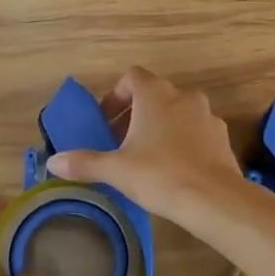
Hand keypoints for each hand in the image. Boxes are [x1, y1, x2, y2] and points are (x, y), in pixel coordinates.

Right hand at [45, 67, 247, 228]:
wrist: (214, 198)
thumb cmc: (159, 175)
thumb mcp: (116, 170)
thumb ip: (84, 162)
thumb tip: (53, 162)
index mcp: (155, 95)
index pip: (131, 77)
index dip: (115, 95)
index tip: (106, 120)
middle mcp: (183, 96)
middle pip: (154, 94)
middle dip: (135, 114)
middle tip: (120, 141)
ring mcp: (207, 115)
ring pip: (177, 112)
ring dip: (160, 126)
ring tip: (147, 156)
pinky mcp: (222, 136)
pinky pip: (196, 130)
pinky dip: (182, 140)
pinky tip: (174, 167)